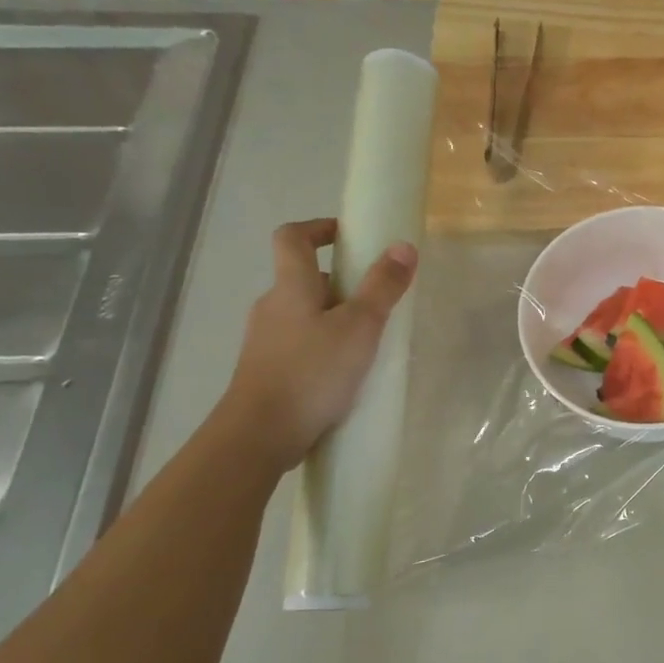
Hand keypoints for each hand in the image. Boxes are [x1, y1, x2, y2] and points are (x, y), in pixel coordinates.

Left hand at [216, 218, 417, 471]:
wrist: (260, 434)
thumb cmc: (312, 372)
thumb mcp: (360, 327)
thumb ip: (382, 287)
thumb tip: (403, 245)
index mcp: (290, 288)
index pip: (292, 237)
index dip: (319, 228)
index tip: (350, 236)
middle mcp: (272, 307)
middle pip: (303, 278)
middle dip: (341, 282)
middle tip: (377, 299)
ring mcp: (267, 341)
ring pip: (304, 314)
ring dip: (335, 317)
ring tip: (370, 340)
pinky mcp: (269, 371)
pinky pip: (301, 344)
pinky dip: (325, 346)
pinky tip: (348, 371)